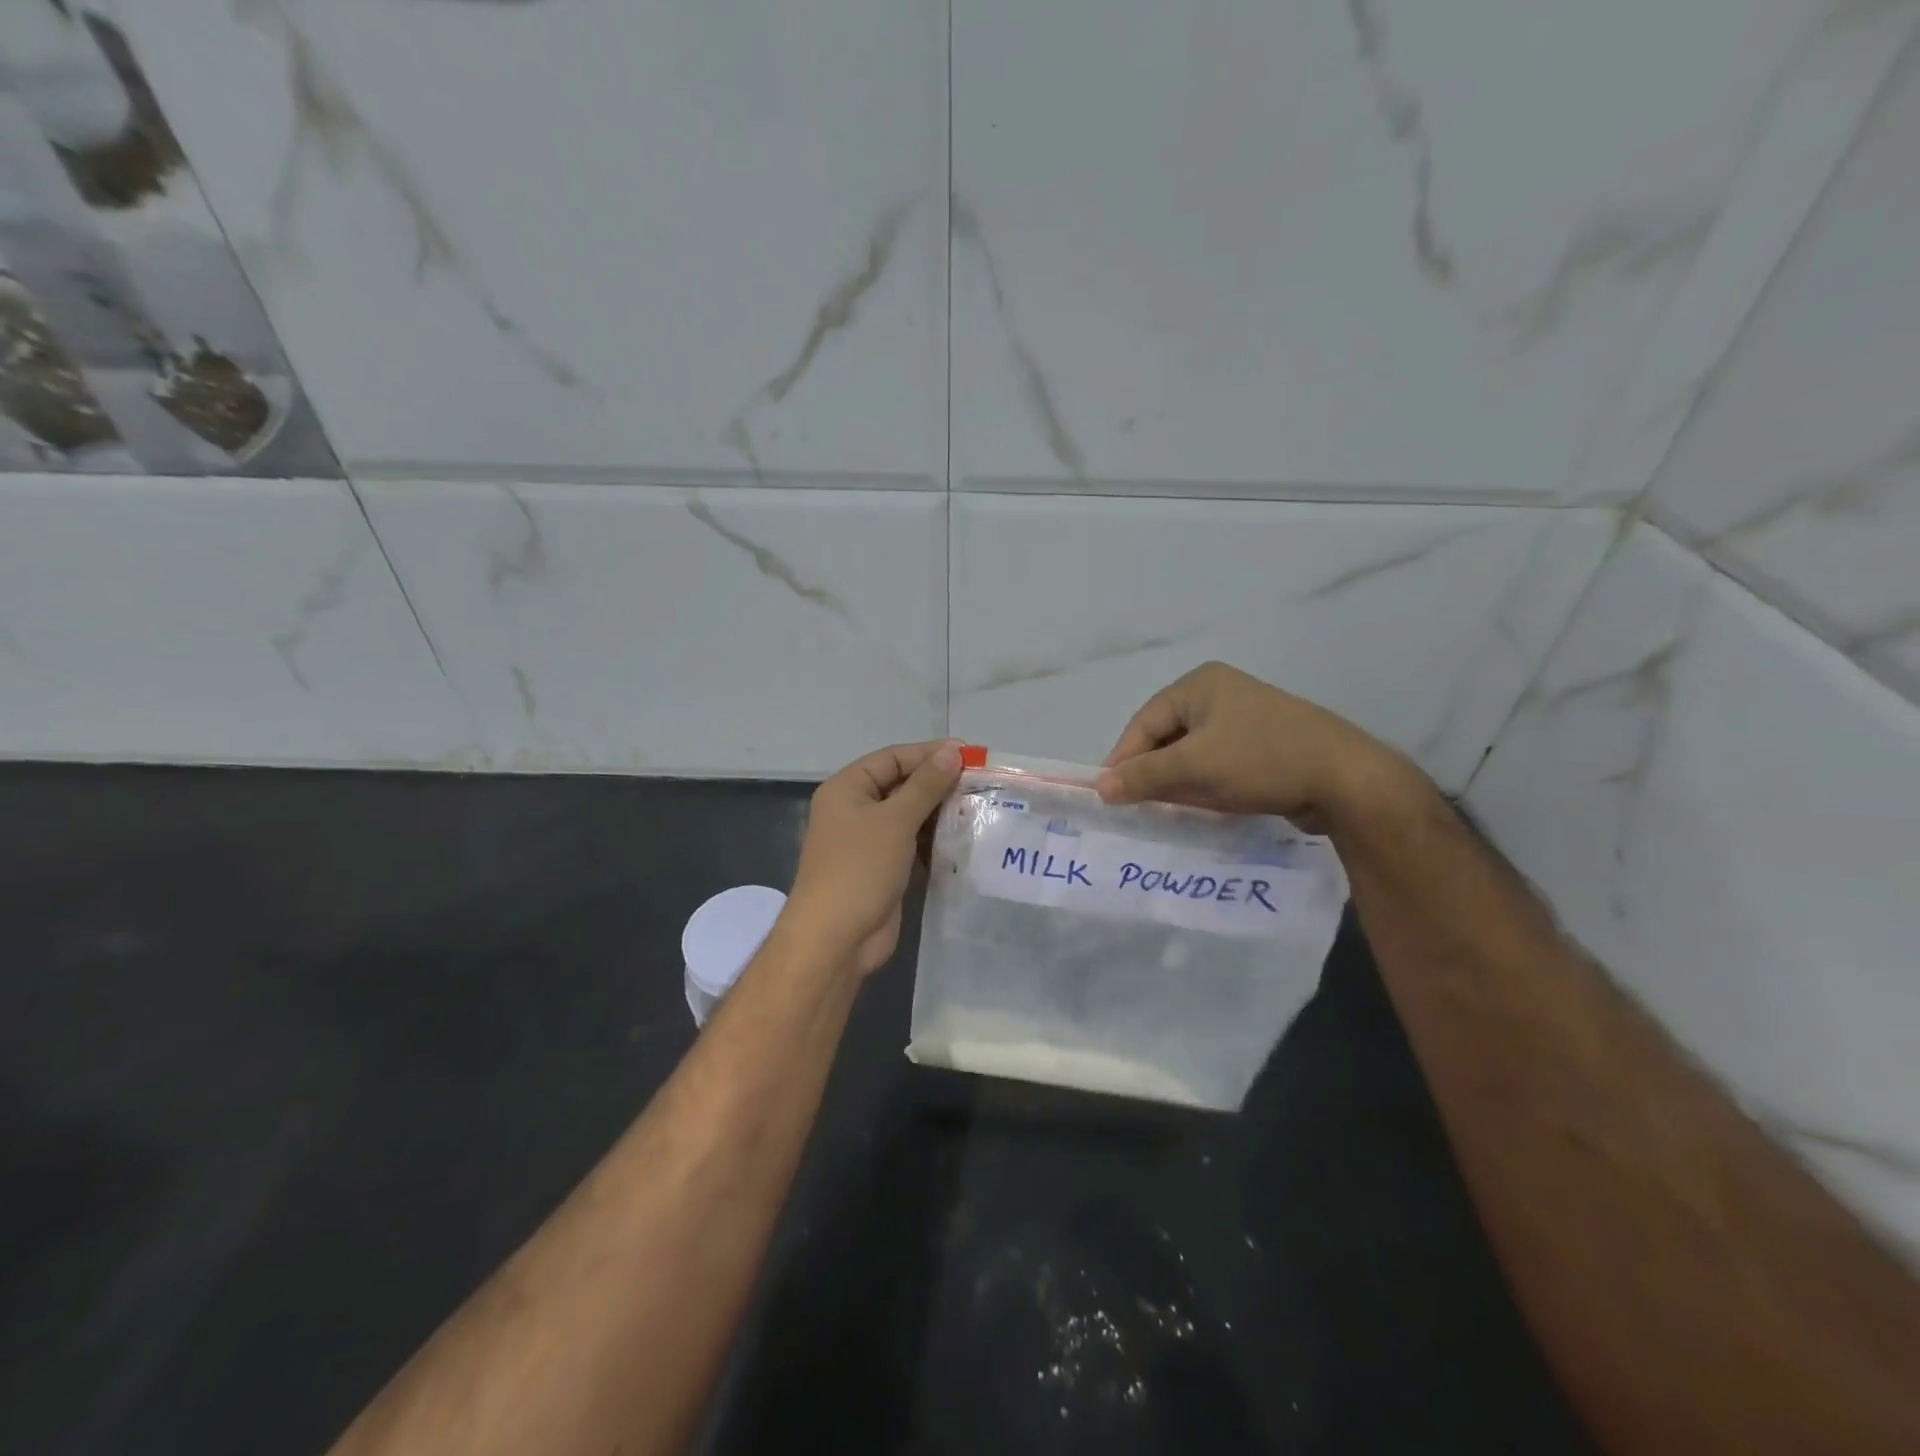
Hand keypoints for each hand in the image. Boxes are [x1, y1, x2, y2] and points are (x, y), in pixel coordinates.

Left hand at [783, 740, 963, 976]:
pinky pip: (912, 845)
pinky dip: (934, 842)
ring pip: (909, 817)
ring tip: (978, 810)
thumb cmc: (860, 868)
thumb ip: (926, 785)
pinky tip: (964, 840)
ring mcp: (868, 842)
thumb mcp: (895, 820)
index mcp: (847, 789)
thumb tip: (952, 752)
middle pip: (902, 786)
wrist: (836, 938)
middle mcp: (855, 810)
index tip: (969, 754)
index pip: (892, 758)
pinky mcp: (883, 869)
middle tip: (980, 783)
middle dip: (938, 785)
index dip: (929, 754)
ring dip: (940, 815)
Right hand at [1095, 661, 1428, 832]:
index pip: (1145, 723)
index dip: (1124, 759)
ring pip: (1193, 753)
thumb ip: (1143, 775)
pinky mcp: (1265, 745)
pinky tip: (1204, 806)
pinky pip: (1219, 763)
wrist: (1347, 780)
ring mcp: (1246, 719)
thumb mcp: (1195, 767)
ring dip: (1178, 781)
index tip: (1110, 795)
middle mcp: (1220, 694)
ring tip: (1167, 810)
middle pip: (1167, 737)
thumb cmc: (1262, 760)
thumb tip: (1100, 787)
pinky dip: (1205, 784)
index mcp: (1200, 684)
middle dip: (1152, 772)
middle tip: (1138, 806)